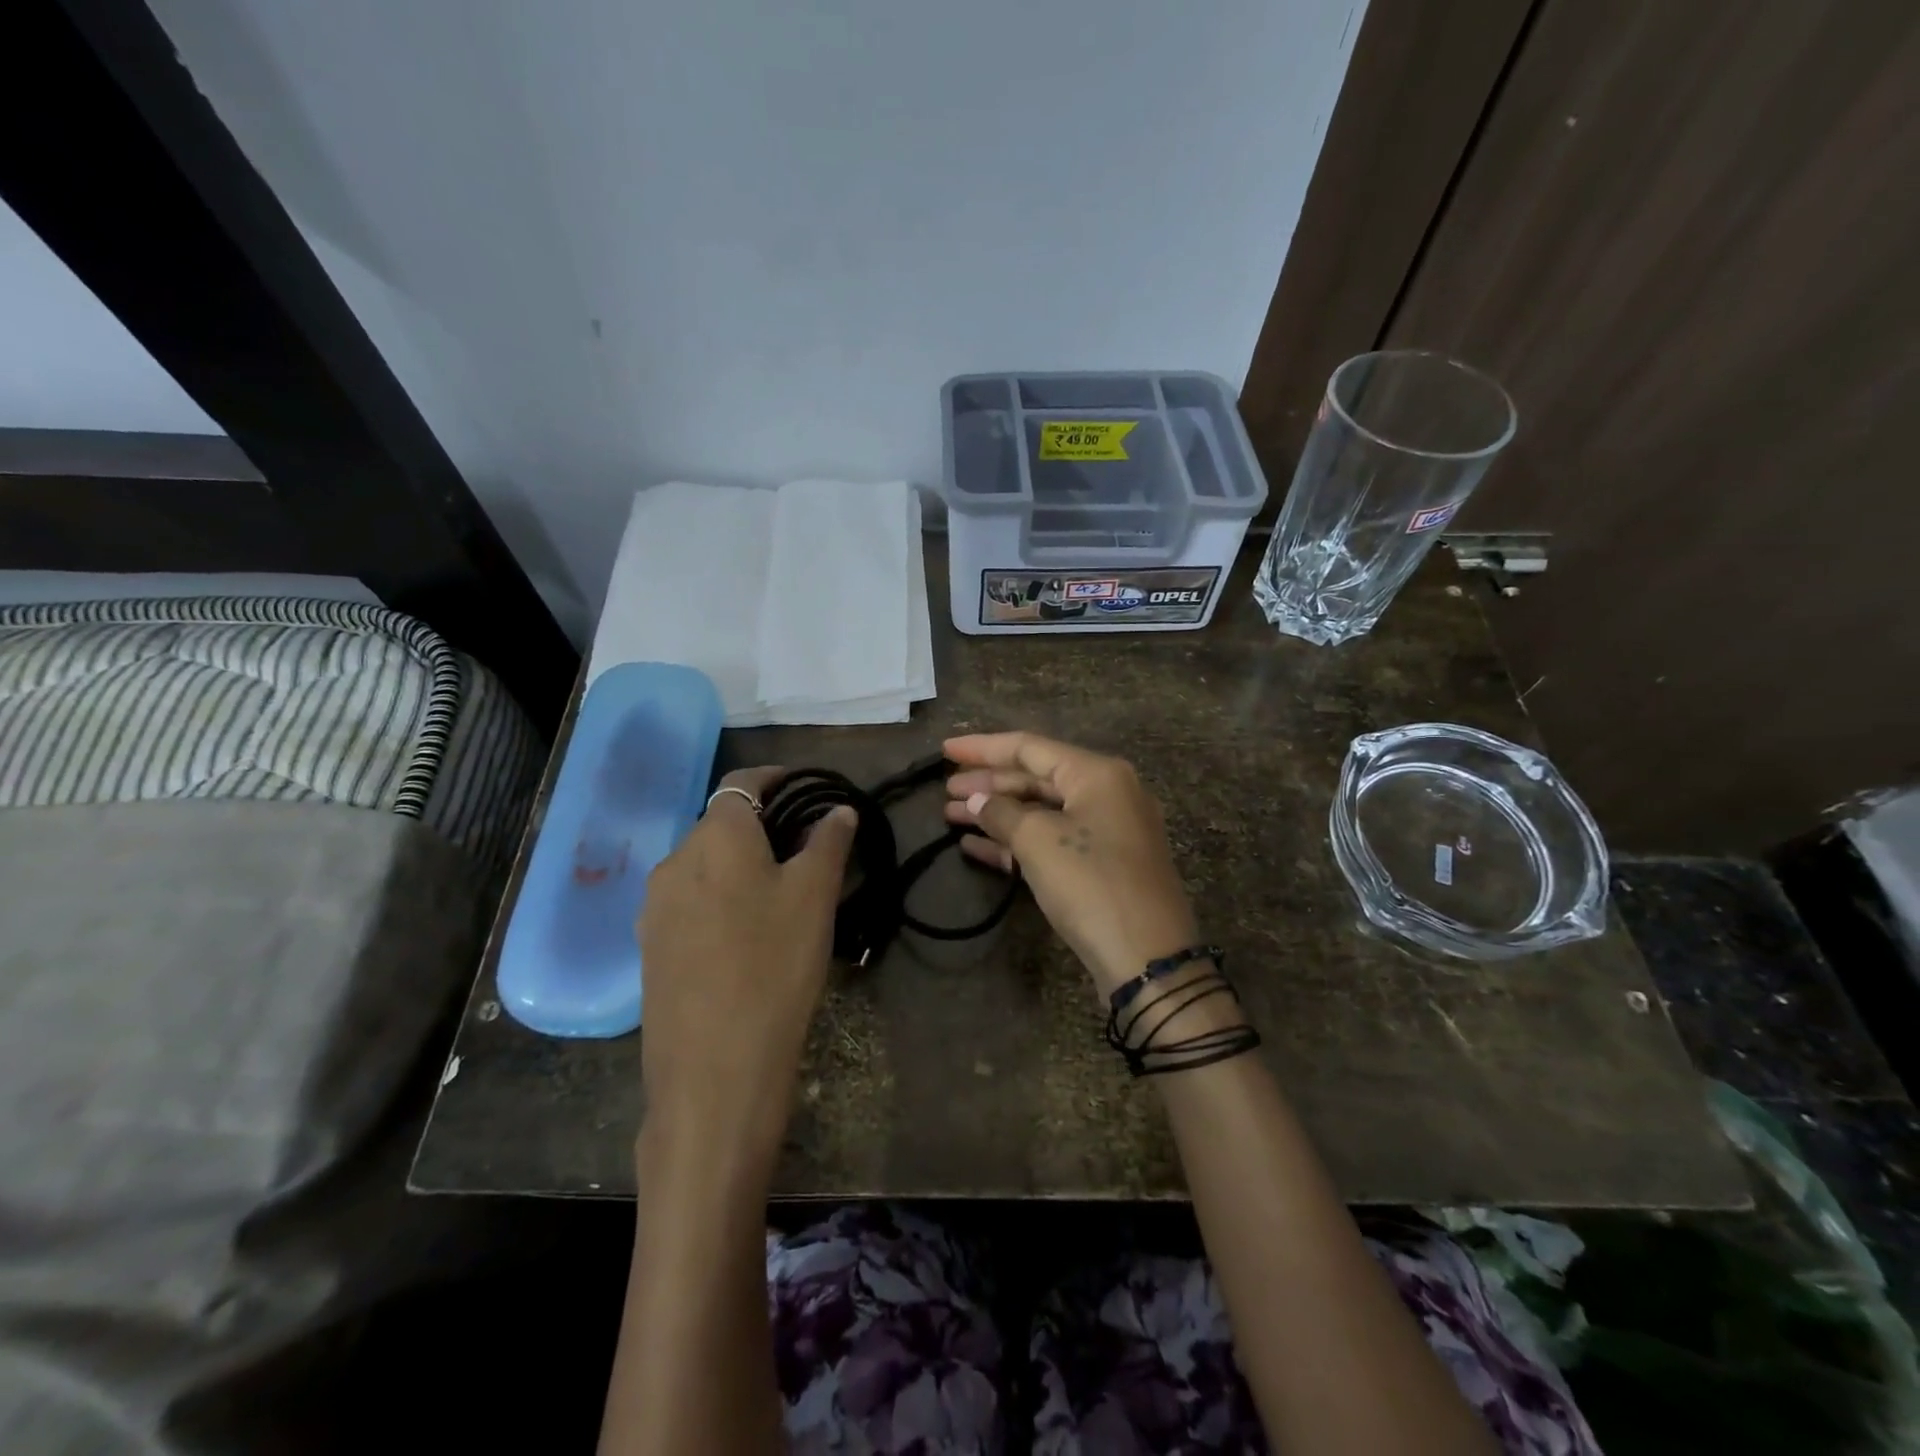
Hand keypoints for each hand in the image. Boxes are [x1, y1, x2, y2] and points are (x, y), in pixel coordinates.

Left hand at [636, 767, 855, 1170]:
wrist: (714, 1069)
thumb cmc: (774, 964)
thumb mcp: (814, 897)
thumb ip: (828, 843)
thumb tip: (839, 811)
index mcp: (715, 838)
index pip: (741, 782)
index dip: (775, 778)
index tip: (806, 788)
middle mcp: (674, 861)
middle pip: (721, 824)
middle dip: (763, 826)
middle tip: (805, 850)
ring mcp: (654, 907)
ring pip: (704, 865)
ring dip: (739, 864)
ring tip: (778, 894)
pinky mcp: (650, 947)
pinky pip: (690, 902)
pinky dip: (719, 898)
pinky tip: (745, 934)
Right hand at [944, 732, 1199, 996]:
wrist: (1147, 957)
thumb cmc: (1090, 883)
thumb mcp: (1038, 841)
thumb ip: (1001, 813)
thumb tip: (976, 800)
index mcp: (1097, 773)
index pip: (1029, 747)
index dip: (983, 748)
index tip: (944, 750)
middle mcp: (1106, 792)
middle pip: (1035, 777)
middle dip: (988, 783)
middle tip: (945, 790)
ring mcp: (1106, 830)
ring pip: (1041, 811)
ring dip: (997, 814)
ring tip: (951, 815)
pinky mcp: (1101, 865)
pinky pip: (1052, 840)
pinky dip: (1015, 841)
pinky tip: (975, 847)